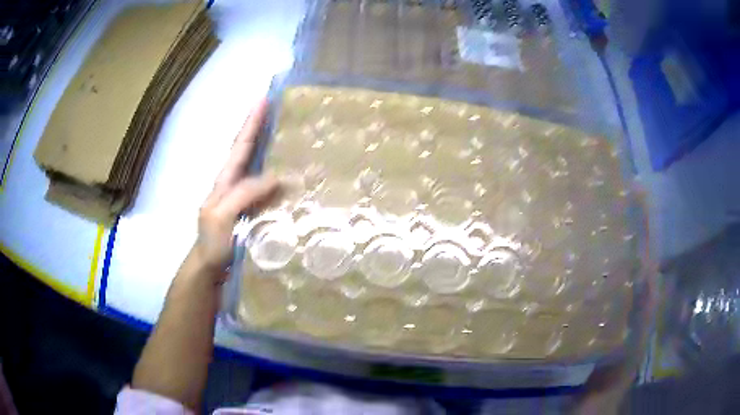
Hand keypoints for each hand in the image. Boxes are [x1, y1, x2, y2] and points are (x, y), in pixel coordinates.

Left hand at [193, 99, 278, 275]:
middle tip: (279, 110)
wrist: (211, 268)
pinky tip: (291, 175)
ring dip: (271, 148)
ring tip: (289, 133)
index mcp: (224, 181)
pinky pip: (267, 186)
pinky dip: (278, 175)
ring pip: (258, 166)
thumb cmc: (212, 243)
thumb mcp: (221, 216)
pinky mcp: (253, 210)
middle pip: (248, 150)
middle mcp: (234, 183)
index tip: (263, 100)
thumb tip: (275, 176)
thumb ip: (242, 194)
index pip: (239, 146)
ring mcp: (243, 197)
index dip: (251, 123)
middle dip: (261, 127)